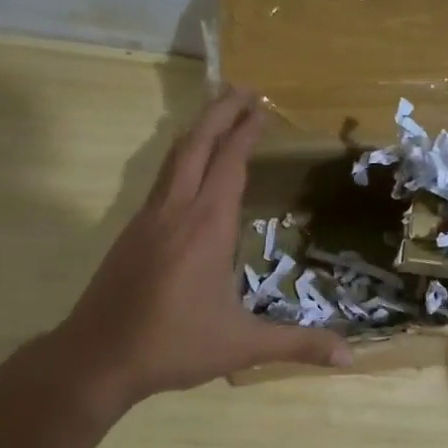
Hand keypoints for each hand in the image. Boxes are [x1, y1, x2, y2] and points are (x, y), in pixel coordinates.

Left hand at [57, 88, 349, 410]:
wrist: (96, 358)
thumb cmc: (174, 346)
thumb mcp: (242, 346)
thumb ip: (297, 345)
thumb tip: (350, 356)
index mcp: (206, 227)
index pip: (229, 164)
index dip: (246, 132)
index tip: (263, 106)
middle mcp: (175, 211)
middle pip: (197, 145)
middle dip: (220, 112)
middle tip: (243, 89)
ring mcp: (148, 219)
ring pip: (173, 158)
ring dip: (198, 131)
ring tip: (218, 114)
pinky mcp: (131, 233)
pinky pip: (162, 179)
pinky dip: (182, 158)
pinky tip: (190, 170)